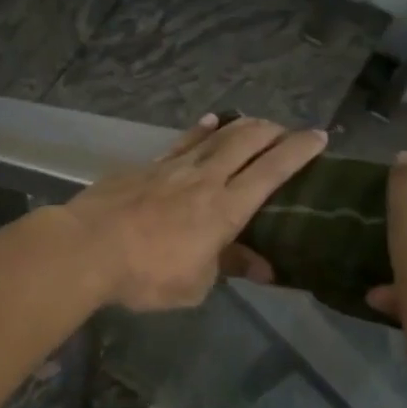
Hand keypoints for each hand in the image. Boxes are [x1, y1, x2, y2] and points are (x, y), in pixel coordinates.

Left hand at [64, 114, 327, 312]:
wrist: (87, 248)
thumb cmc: (146, 274)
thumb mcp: (195, 284)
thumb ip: (228, 266)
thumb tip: (263, 266)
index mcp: (225, 209)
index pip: (272, 171)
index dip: (299, 152)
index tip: (319, 137)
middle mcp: (204, 179)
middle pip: (246, 143)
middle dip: (272, 132)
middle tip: (286, 131)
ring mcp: (172, 168)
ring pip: (215, 137)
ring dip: (240, 127)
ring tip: (254, 122)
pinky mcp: (145, 166)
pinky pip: (181, 142)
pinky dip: (199, 131)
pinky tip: (208, 123)